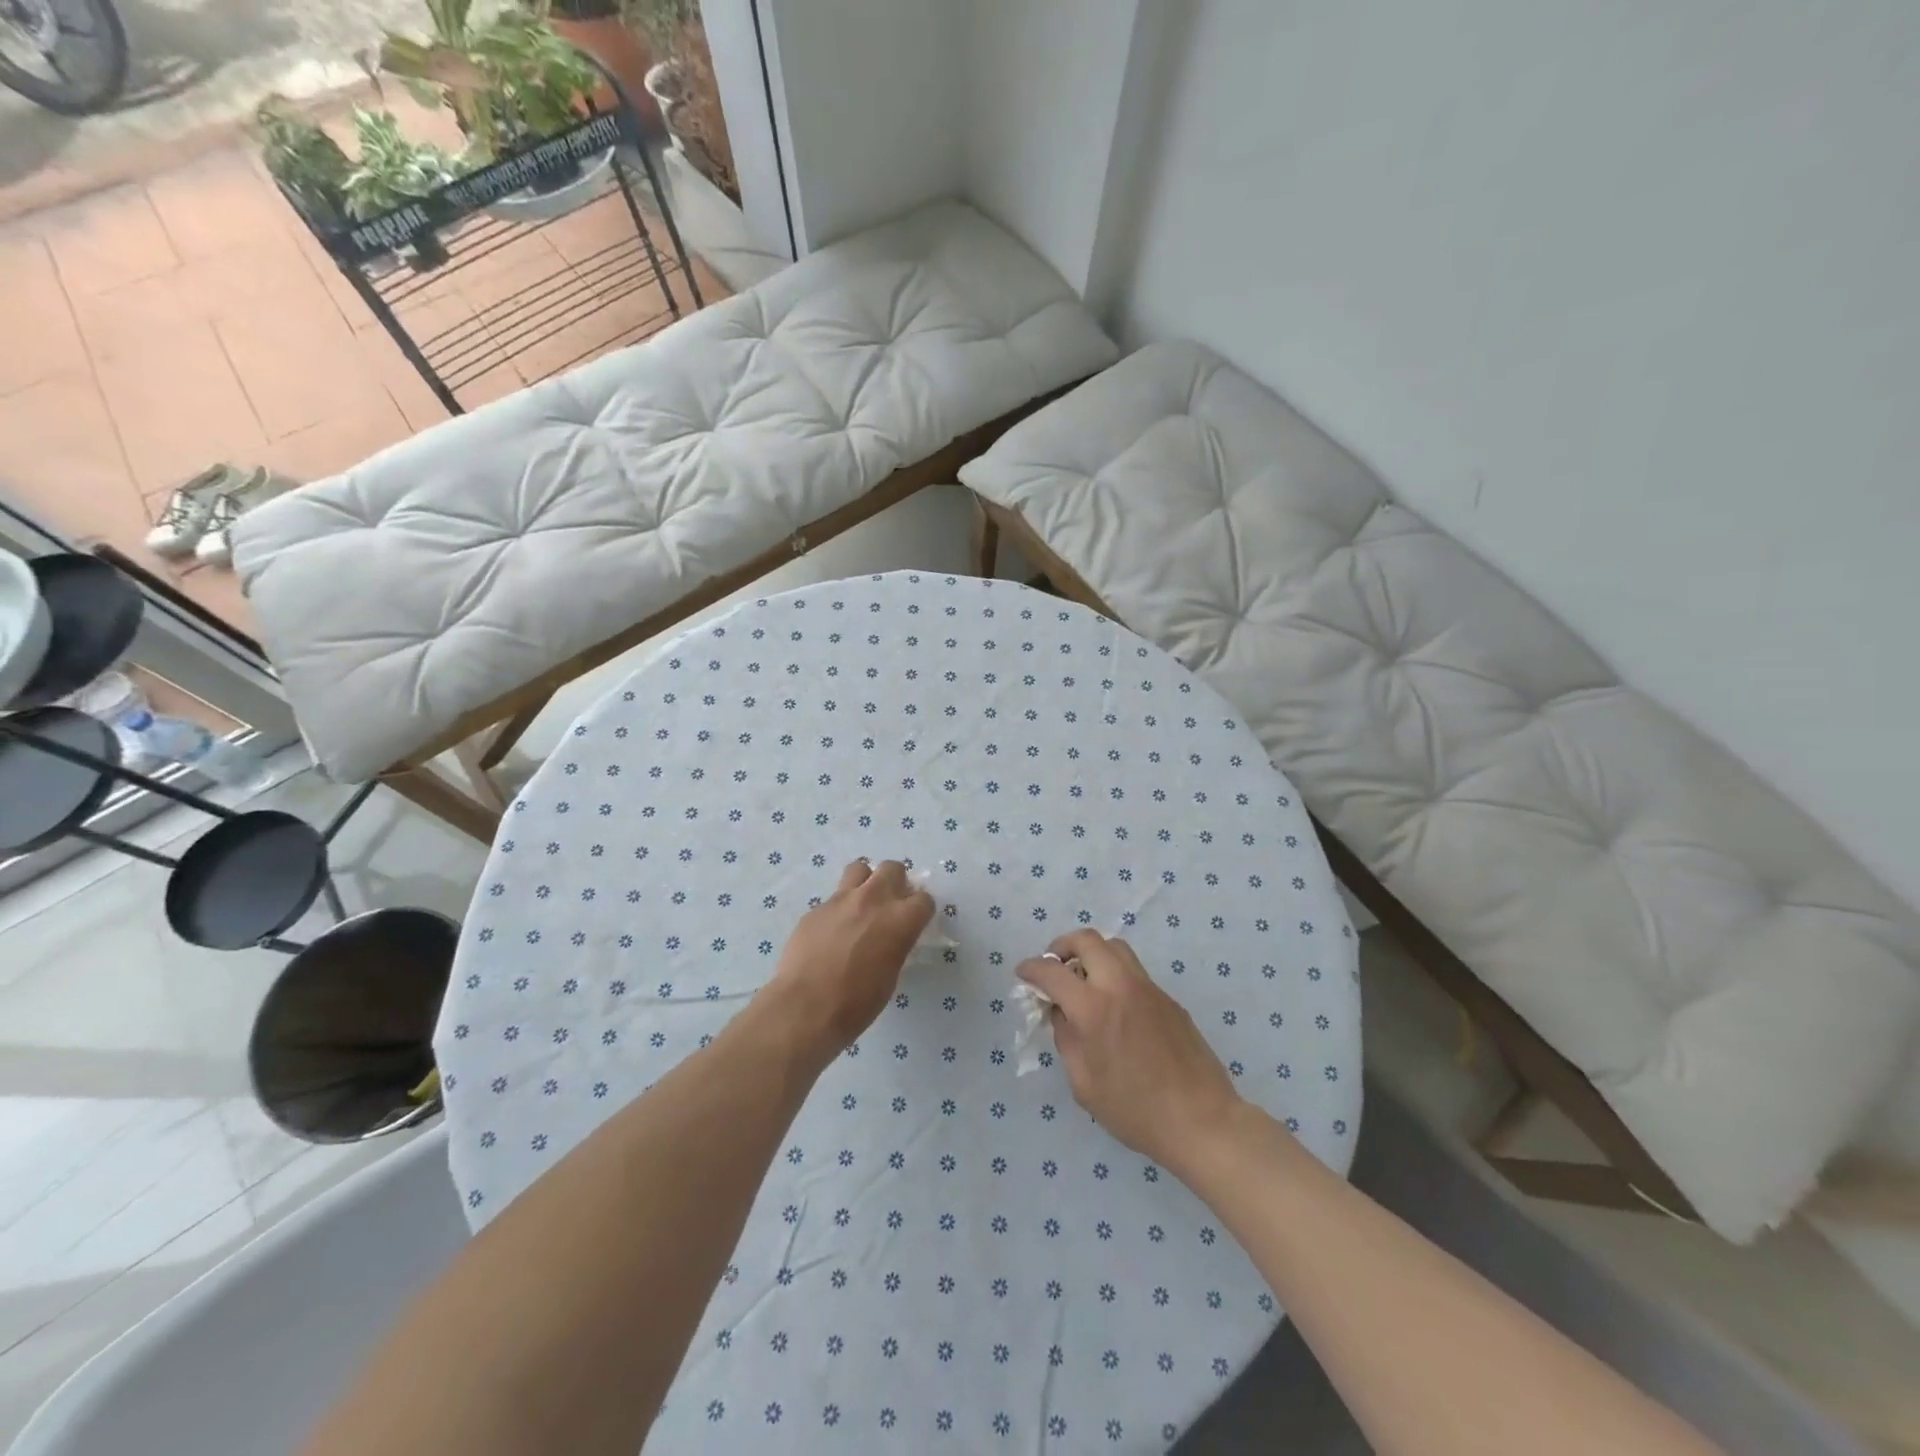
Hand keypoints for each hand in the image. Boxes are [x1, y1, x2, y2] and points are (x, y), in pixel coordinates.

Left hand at [768, 860, 933, 1061]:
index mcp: (900, 919)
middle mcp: (874, 899)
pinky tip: (831, 932)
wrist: (806, 1007)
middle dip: (896, 882)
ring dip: (866, 882)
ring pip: (860, 868)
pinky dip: (839, 909)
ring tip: (861, 906)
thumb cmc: (857, 1002)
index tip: (914, 922)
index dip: (920, 911)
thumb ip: (896, 944)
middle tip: (890, 905)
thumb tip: (892, 937)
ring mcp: (841, 899)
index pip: (924, 899)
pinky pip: (833, 898)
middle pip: (893, 868)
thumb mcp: (891, 974)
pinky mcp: (816, 908)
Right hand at [1018, 930, 1242, 1173]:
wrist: (1202, 1121)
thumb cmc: (1135, 1111)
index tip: (1023, 973)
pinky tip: (1114, 1007)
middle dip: (1063, 946)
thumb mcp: (1084, 1084)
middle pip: (1087, 939)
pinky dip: (1114, 974)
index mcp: (1093, 1009)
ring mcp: (1149, 988)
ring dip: (1091, 954)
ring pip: (1115, 947)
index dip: (1031, 969)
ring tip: (1083, 981)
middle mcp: (1120, 986)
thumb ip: (1066, 1039)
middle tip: (1055, 967)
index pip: (1052, 971)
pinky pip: (1134, 972)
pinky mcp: (1169, 999)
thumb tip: (1061, 1012)